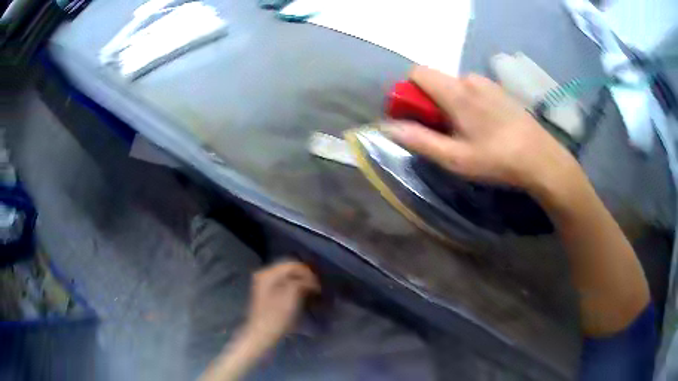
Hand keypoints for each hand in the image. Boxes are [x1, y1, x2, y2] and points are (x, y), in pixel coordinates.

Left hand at [243, 261, 319, 346]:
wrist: (261, 335)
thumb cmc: (276, 317)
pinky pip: (284, 284)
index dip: (308, 273)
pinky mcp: (267, 294)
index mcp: (268, 274)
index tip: (319, 285)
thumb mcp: (291, 297)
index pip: (293, 265)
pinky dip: (294, 288)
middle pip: (289, 269)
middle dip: (305, 277)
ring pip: (287, 277)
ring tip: (312, 293)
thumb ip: (301, 282)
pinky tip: (302, 296)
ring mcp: (264, 284)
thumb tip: (310, 279)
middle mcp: (264, 275)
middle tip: (317, 288)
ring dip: (301, 283)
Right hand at [384, 66, 579, 191]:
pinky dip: (467, 103)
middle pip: (436, 80)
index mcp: (456, 91)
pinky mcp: (500, 91)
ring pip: (455, 86)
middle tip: (443, 132)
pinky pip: (473, 90)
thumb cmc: (497, 159)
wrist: (541, 159)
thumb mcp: (455, 158)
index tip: (414, 116)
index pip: (417, 72)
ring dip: (450, 104)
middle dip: (430, 102)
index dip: (408, 92)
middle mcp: (470, 79)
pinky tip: (483, 127)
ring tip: (465, 132)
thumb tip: (388, 127)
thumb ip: (419, 140)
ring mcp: (488, 83)